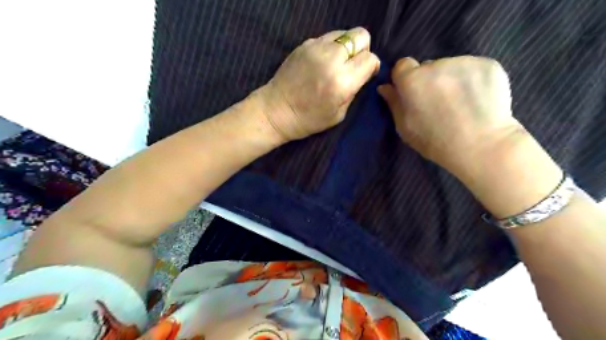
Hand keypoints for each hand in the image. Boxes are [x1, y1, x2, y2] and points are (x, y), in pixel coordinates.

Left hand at [259, 26, 376, 141]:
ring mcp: (316, 48)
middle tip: (353, 65)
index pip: (370, 59)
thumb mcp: (339, 114)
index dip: (371, 66)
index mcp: (342, 81)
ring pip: (344, 33)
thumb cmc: (308, 119)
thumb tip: (362, 74)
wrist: (276, 110)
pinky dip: (330, 47)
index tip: (365, 74)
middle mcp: (331, 59)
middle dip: (362, 49)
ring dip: (346, 47)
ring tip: (336, 63)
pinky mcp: (304, 44)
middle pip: (360, 36)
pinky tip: (322, 62)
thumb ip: (354, 91)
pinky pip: (327, 37)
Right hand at [377, 56, 520, 175]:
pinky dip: (471, 79)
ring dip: (450, 79)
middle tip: (437, 103)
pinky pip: (472, 68)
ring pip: (450, 67)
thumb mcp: (405, 128)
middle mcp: (436, 64)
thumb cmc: (436, 141)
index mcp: (412, 80)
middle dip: (428, 80)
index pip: (402, 65)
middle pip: (427, 66)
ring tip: (460, 103)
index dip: (405, 79)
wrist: (482, 145)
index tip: (412, 94)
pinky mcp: (488, 63)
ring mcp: (464, 62)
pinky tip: (476, 98)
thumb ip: (394, 103)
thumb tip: (384, 87)